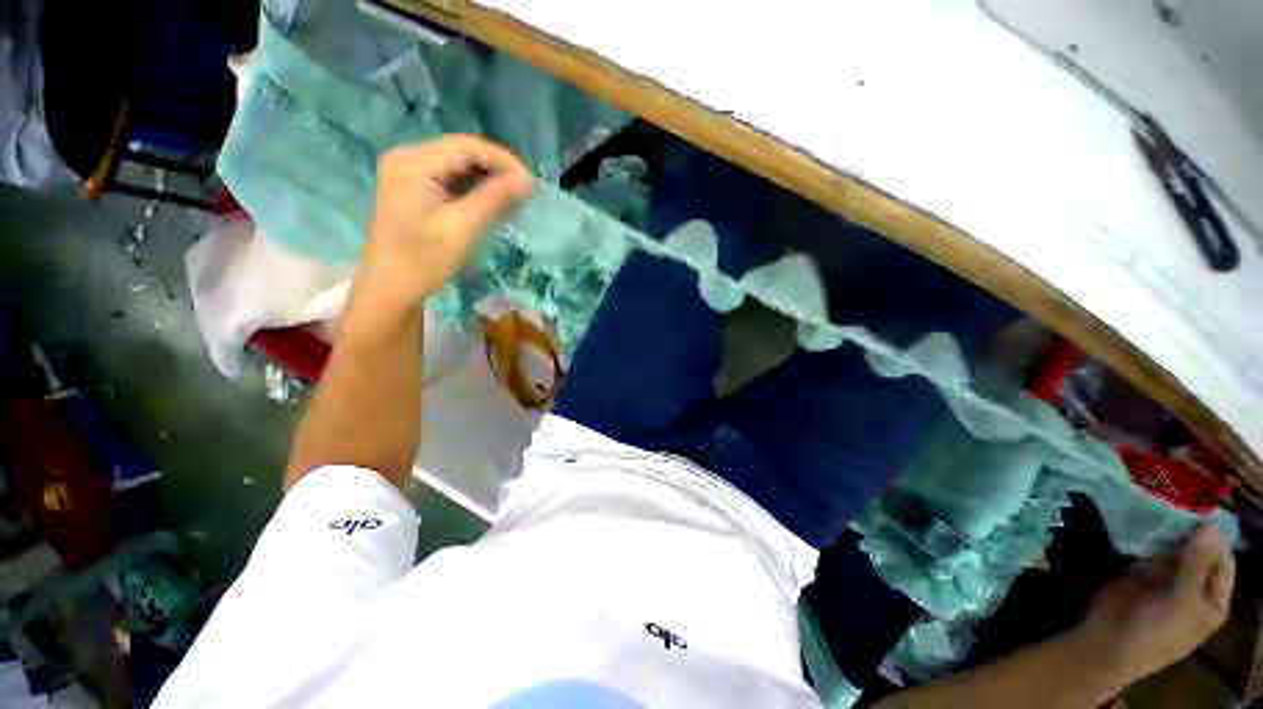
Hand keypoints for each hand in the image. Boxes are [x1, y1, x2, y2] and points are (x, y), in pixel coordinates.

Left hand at [355, 136, 531, 314]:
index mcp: (412, 163)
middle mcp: (408, 157)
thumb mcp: (462, 229)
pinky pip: (451, 177)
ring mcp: (409, 171)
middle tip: (524, 191)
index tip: (530, 184)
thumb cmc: (424, 260)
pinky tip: (491, 200)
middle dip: (497, 168)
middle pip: (462, 151)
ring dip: (488, 178)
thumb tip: (526, 180)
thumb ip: (494, 199)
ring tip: (513, 197)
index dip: (503, 160)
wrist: (392, 287)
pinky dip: (474, 187)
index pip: (466, 146)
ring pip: (458, 164)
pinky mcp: (414, 186)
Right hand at [1071, 523, 1234, 692]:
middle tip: (1176, 505)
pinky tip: (1143, 522)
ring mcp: (1166, 578)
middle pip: (1198, 551)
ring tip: (1159, 509)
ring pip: (1173, 548)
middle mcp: (1193, 586)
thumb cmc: (1155, 630)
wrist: (1107, 642)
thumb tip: (1209, 524)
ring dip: (1168, 532)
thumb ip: (1196, 564)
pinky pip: (1150, 550)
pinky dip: (1149, 537)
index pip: (1223, 560)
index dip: (1214, 539)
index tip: (1199, 513)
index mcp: (1212, 598)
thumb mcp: (1181, 601)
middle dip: (1189, 531)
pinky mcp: (1142, 571)